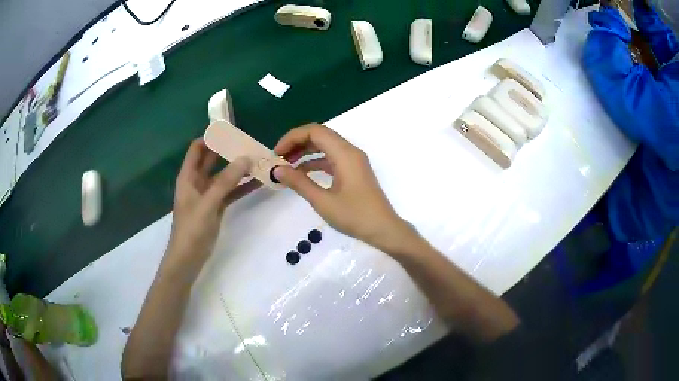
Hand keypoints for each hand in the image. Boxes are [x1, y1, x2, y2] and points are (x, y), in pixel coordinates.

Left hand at [163, 138, 257, 278]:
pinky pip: (230, 191)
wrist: (188, 258)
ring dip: (238, 169)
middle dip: (228, 151)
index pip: (197, 148)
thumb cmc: (192, 229)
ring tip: (258, 160)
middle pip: (212, 159)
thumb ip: (226, 181)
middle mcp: (197, 181)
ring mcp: (207, 194)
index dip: (210, 138)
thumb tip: (245, 158)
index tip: (230, 131)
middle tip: (249, 143)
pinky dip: (242, 186)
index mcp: (188, 176)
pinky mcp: (216, 206)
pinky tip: (258, 183)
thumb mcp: (208, 203)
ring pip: (224, 175)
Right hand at [273, 124, 416, 251]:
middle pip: (320, 135)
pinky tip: (301, 173)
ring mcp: (353, 160)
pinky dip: (316, 161)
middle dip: (297, 143)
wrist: (383, 229)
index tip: (276, 153)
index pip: (314, 131)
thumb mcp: (322, 201)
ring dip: (305, 152)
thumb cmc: (354, 216)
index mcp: (344, 154)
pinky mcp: (354, 170)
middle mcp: (350, 151)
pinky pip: (331, 157)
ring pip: (325, 146)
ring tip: (286, 165)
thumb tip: (277, 170)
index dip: (292, 137)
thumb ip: (299, 183)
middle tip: (278, 158)